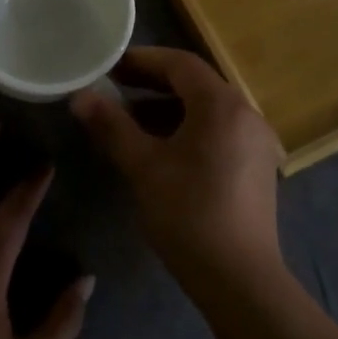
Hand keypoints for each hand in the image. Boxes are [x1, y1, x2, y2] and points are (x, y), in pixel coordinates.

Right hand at [69, 47, 283, 287]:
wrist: (239, 278)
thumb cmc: (188, 214)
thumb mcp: (143, 166)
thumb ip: (111, 126)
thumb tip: (80, 97)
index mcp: (222, 105)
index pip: (180, 64)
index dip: (142, 60)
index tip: (109, 67)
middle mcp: (245, 114)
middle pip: (195, 84)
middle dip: (152, 84)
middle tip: (114, 89)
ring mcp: (256, 141)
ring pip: (206, 110)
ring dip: (167, 108)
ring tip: (128, 120)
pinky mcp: (256, 166)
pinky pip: (217, 131)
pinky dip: (187, 129)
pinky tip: (160, 149)